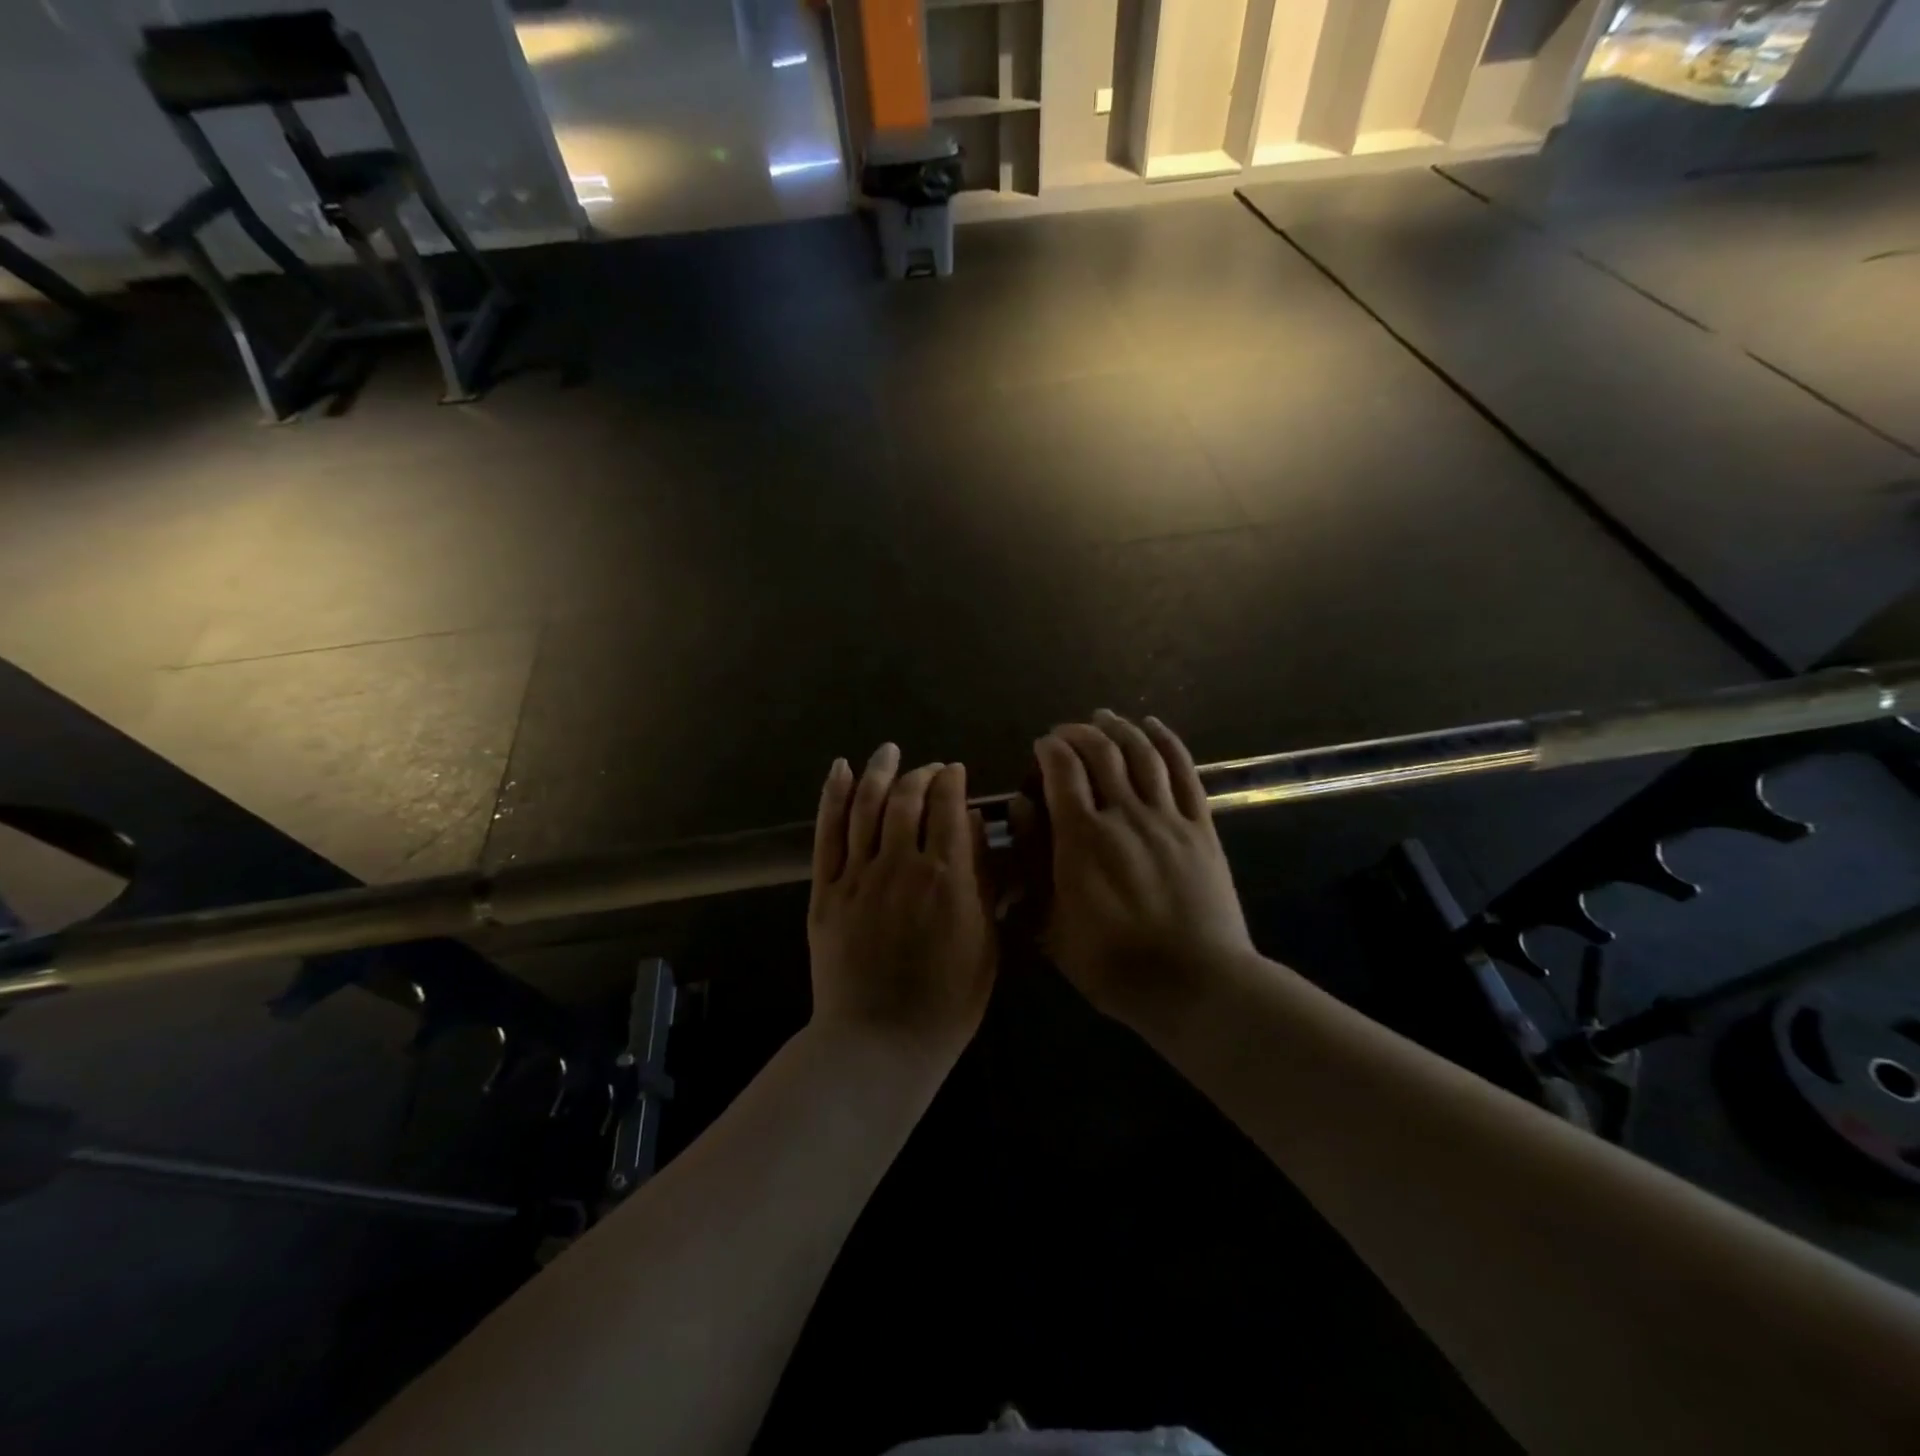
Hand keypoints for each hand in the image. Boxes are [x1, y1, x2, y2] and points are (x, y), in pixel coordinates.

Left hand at [807, 744, 996, 1066]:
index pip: (948, 807)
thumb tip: (972, 827)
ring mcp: (857, 875)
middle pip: (908, 798)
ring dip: (878, 771)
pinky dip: (833, 796)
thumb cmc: (947, 1002)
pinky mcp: (825, 890)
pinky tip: (840, 770)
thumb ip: (982, 881)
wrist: (880, 1043)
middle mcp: (901, 864)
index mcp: (947, 878)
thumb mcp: (986, 943)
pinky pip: (828, 833)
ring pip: (866, 805)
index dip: (952, 782)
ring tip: (888, 751)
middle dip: (921, 774)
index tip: (955, 773)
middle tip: (930, 769)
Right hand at [1027, 711, 1253, 1027]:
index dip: (1049, 749)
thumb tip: (1020, 806)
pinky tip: (1153, 727)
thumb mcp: (1051, 922)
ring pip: (1142, 753)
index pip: (1062, 770)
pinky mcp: (1200, 826)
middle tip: (1066, 732)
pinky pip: (1184, 771)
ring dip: (1120, 728)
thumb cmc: (1112, 963)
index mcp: (1083, 838)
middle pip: (1101, 752)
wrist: (1196, 984)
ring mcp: (1167, 817)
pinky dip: (1166, 742)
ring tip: (1104, 717)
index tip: (1040, 745)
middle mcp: (1124, 814)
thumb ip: (1031, 860)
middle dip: (1078, 733)